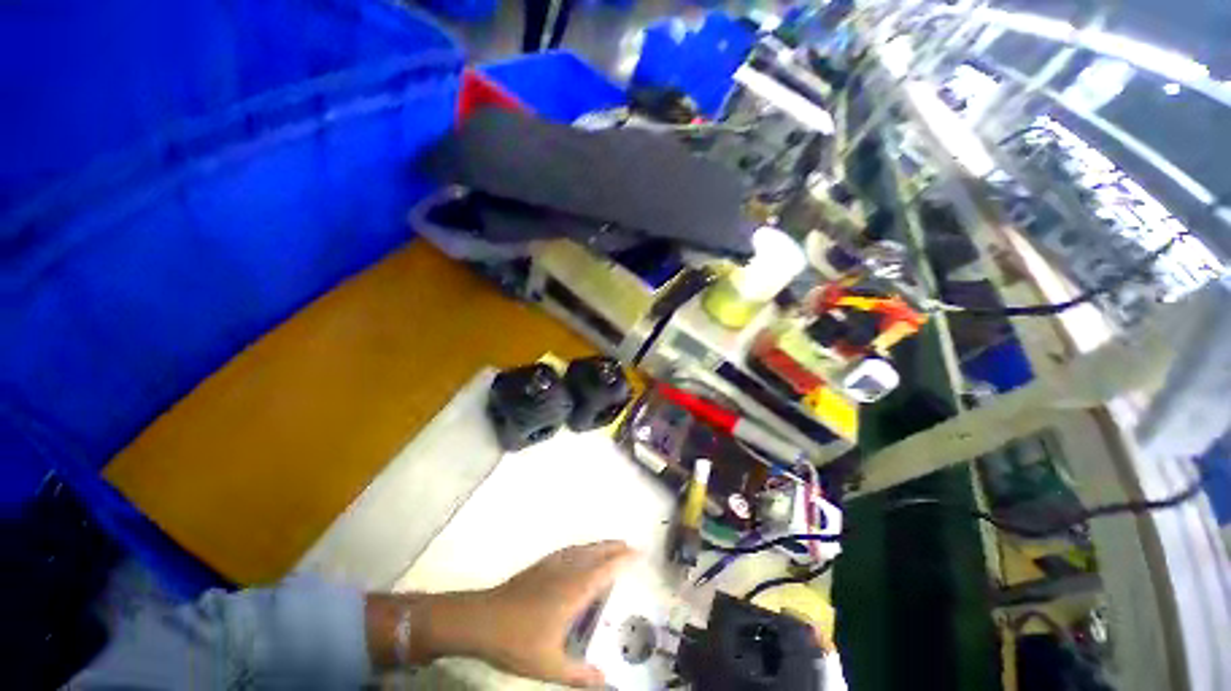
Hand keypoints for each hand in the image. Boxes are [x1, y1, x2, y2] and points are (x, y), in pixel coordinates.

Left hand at [367, 541, 636, 687]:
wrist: (482, 619)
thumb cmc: (518, 641)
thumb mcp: (549, 665)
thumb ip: (579, 674)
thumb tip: (604, 682)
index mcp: (574, 590)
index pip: (606, 568)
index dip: (623, 559)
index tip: (639, 554)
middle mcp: (567, 570)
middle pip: (596, 552)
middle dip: (614, 547)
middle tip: (630, 547)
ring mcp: (552, 565)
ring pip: (582, 548)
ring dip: (599, 545)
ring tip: (611, 547)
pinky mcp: (540, 565)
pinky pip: (569, 550)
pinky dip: (582, 548)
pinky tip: (580, 554)